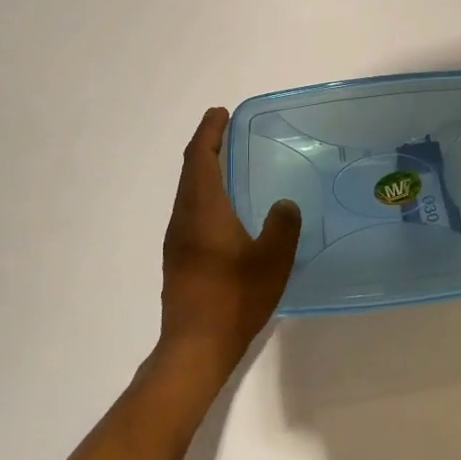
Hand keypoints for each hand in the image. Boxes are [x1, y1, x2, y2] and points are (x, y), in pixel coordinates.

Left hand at [159, 107, 301, 379]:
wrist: (195, 347)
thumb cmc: (234, 297)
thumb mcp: (272, 259)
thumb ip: (282, 225)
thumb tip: (284, 204)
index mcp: (203, 209)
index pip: (200, 157)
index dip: (209, 132)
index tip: (221, 112)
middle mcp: (183, 218)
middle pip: (190, 171)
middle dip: (205, 147)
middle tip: (226, 131)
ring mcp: (176, 241)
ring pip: (188, 193)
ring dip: (204, 172)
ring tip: (228, 165)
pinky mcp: (178, 260)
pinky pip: (190, 213)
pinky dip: (204, 196)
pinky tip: (225, 211)